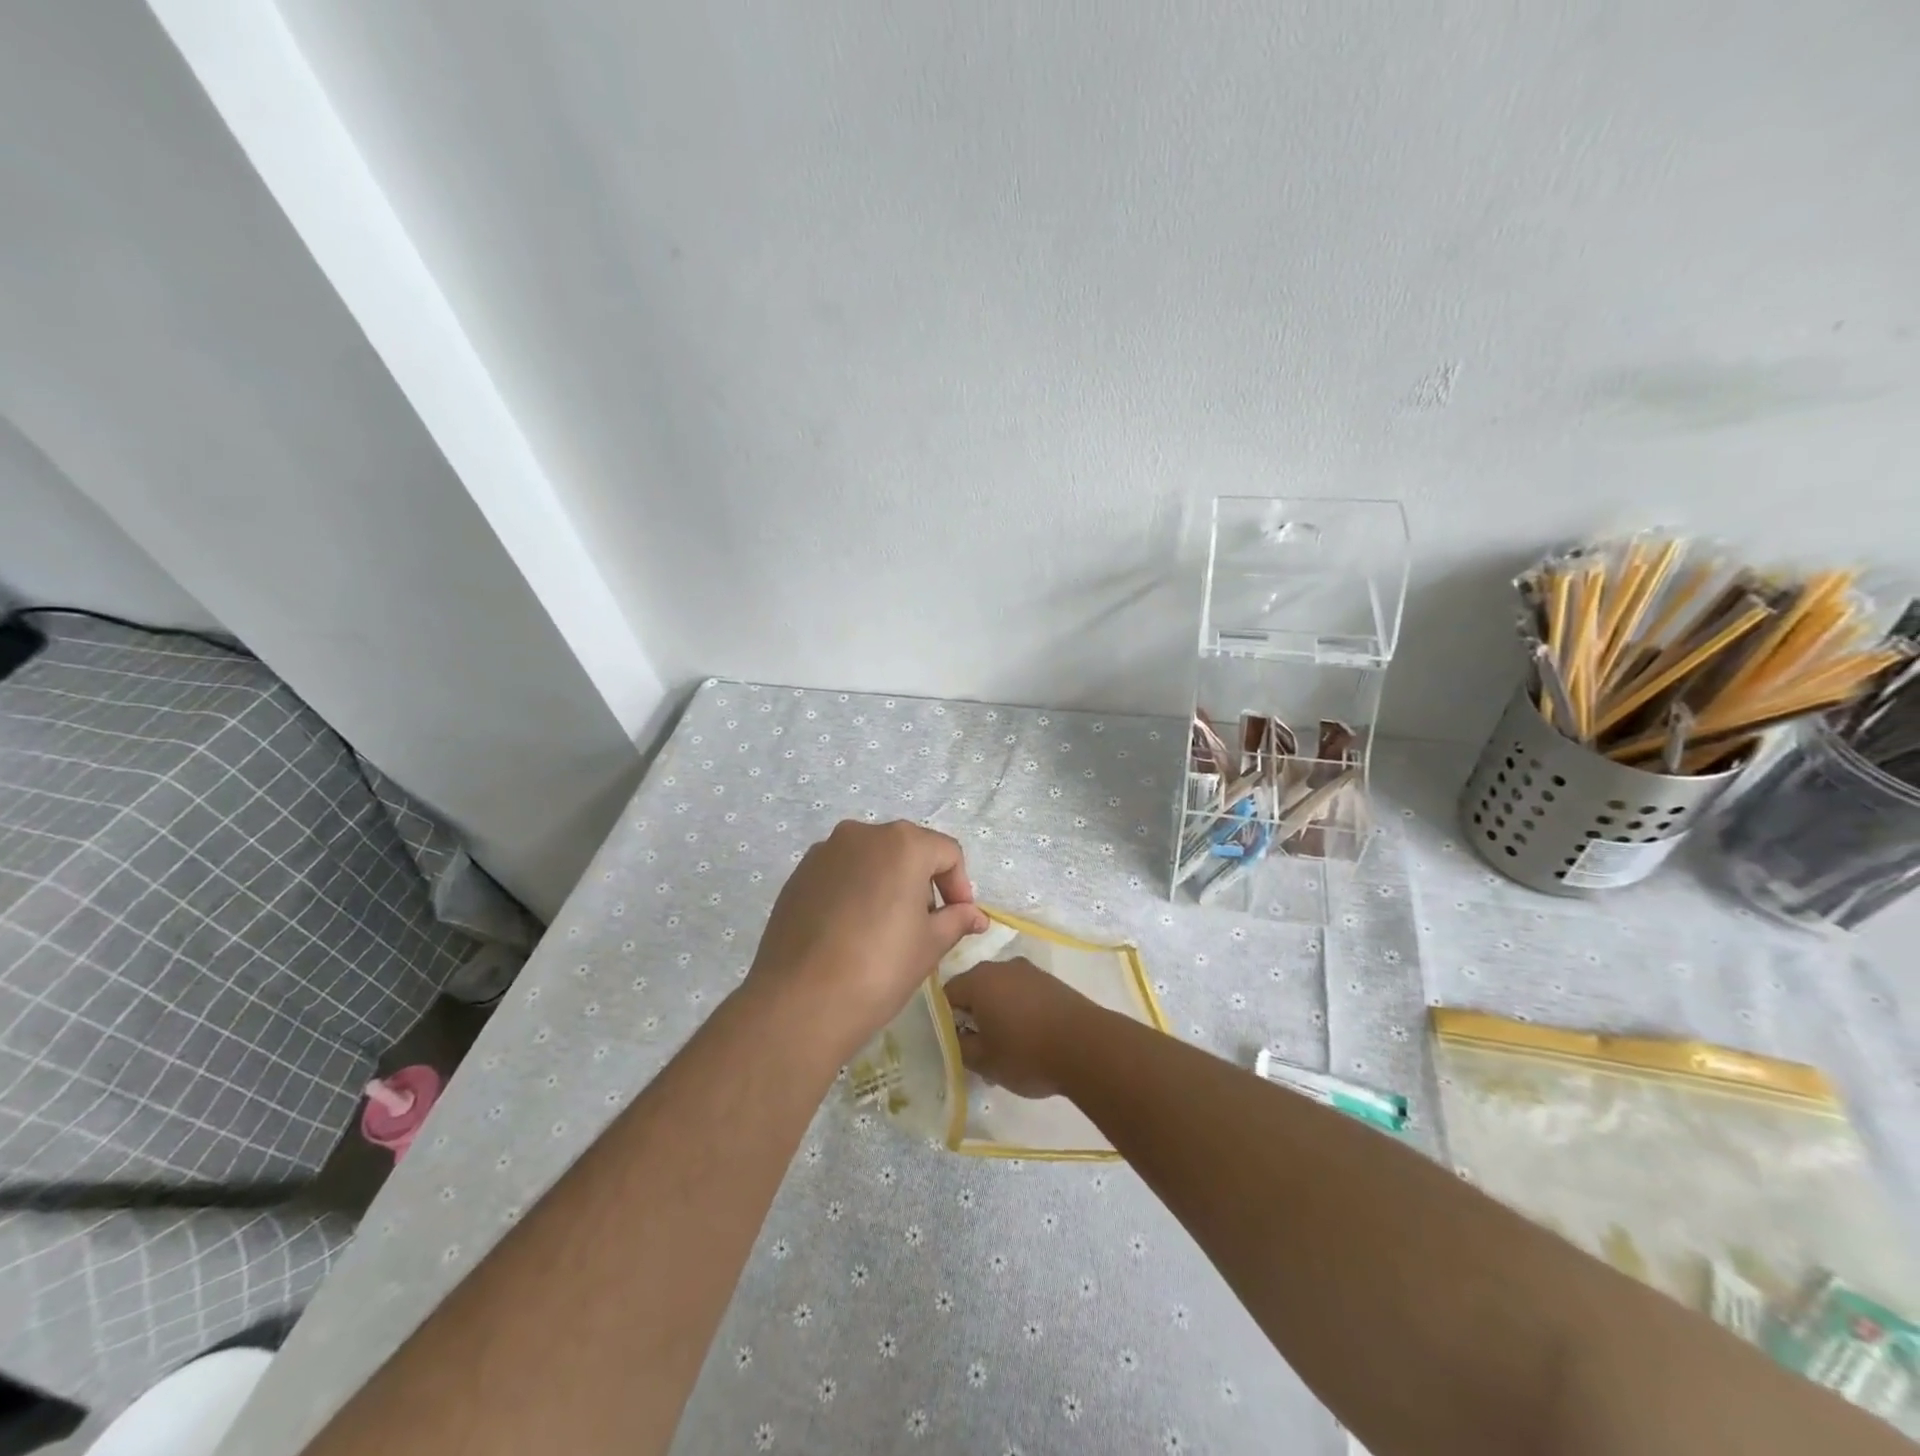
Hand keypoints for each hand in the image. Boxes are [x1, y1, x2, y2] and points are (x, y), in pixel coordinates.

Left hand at [748, 820, 986, 1058]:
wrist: (800, 1001)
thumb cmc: (880, 968)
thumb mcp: (930, 945)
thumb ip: (956, 920)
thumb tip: (975, 915)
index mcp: (903, 843)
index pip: (947, 853)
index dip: (960, 886)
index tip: (959, 920)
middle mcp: (862, 834)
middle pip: (907, 850)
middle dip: (923, 883)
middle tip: (925, 926)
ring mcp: (825, 852)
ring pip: (871, 860)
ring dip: (888, 885)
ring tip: (886, 931)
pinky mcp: (799, 875)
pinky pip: (840, 874)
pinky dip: (855, 892)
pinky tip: (851, 932)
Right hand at [942, 958, 1097, 1098]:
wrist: (1088, 1047)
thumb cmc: (1027, 1053)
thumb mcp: (983, 1061)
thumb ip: (959, 1046)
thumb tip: (956, 1036)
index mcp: (979, 980)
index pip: (947, 995)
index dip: (946, 1020)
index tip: (954, 1044)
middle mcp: (1001, 966)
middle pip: (975, 988)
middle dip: (973, 1016)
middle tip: (978, 1048)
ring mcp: (1029, 971)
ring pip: (1001, 991)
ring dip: (998, 1013)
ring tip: (1007, 1046)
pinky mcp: (1051, 981)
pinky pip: (1023, 993)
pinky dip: (1020, 1011)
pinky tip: (1030, 1037)